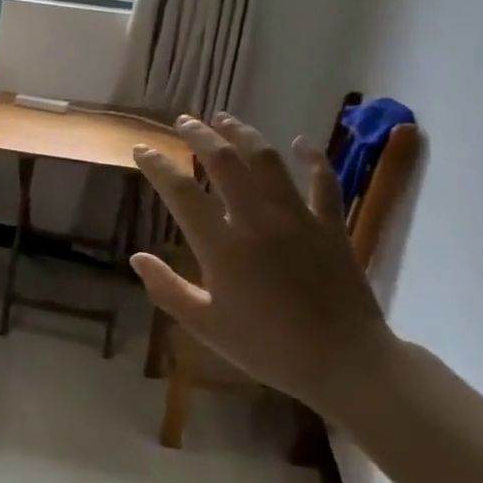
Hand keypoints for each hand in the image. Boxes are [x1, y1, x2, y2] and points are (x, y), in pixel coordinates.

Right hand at [130, 116, 394, 412]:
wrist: (345, 362)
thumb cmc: (268, 347)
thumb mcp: (206, 326)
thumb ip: (167, 289)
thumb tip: (137, 258)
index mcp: (221, 246)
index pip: (180, 191)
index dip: (157, 165)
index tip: (142, 149)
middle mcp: (257, 220)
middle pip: (225, 161)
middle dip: (200, 135)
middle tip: (184, 122)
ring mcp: (298, 218)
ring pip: (268, 160)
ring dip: (244, 134)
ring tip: (226, 119)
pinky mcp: (331, 225)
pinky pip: (323, 181)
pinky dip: (311, 158)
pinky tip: (300, 143)